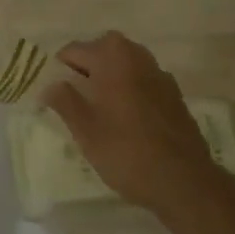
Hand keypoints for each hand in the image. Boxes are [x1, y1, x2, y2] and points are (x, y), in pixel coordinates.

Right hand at [43, 32, 221, 218]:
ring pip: (123, 66)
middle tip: (76, 102)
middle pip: (100, 53)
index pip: (73, 51)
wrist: (185, 182)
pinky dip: (130, 91)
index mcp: (112, 56)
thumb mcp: (85, 129)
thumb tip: (49, 85)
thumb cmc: (127, 151)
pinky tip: (127, 121)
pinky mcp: (174, 95)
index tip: (54, 96)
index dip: (60, 72)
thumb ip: (64, 101)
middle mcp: (136, 54)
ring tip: (100, 112)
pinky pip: (142, 82)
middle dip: (86, 71)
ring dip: (109, 80)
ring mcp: (159, 74)